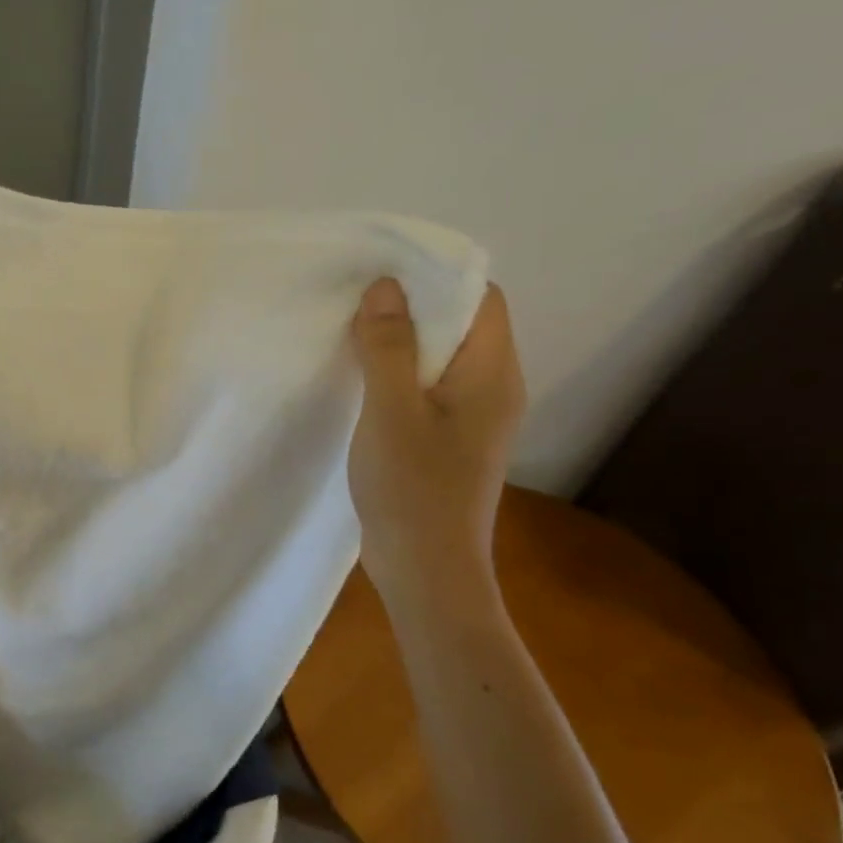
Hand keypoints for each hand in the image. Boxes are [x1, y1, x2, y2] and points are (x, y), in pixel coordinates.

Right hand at [347, 278, 524, 597]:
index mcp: (492, 374)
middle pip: (461, 326)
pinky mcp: (448, 442)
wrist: (426, 571)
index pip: (481, 299)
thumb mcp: (391, 411)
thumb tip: (385, 286)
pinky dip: (397, 376)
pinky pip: (427, 390)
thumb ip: (389, 347)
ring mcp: (471, 419)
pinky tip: (360, 382)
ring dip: (400, 344)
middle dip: (412, 308)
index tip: (384, 272)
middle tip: (356, 300)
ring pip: (440, 360)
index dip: (438, 278)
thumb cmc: (413, 488)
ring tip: (351, 334)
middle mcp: (492, 390)